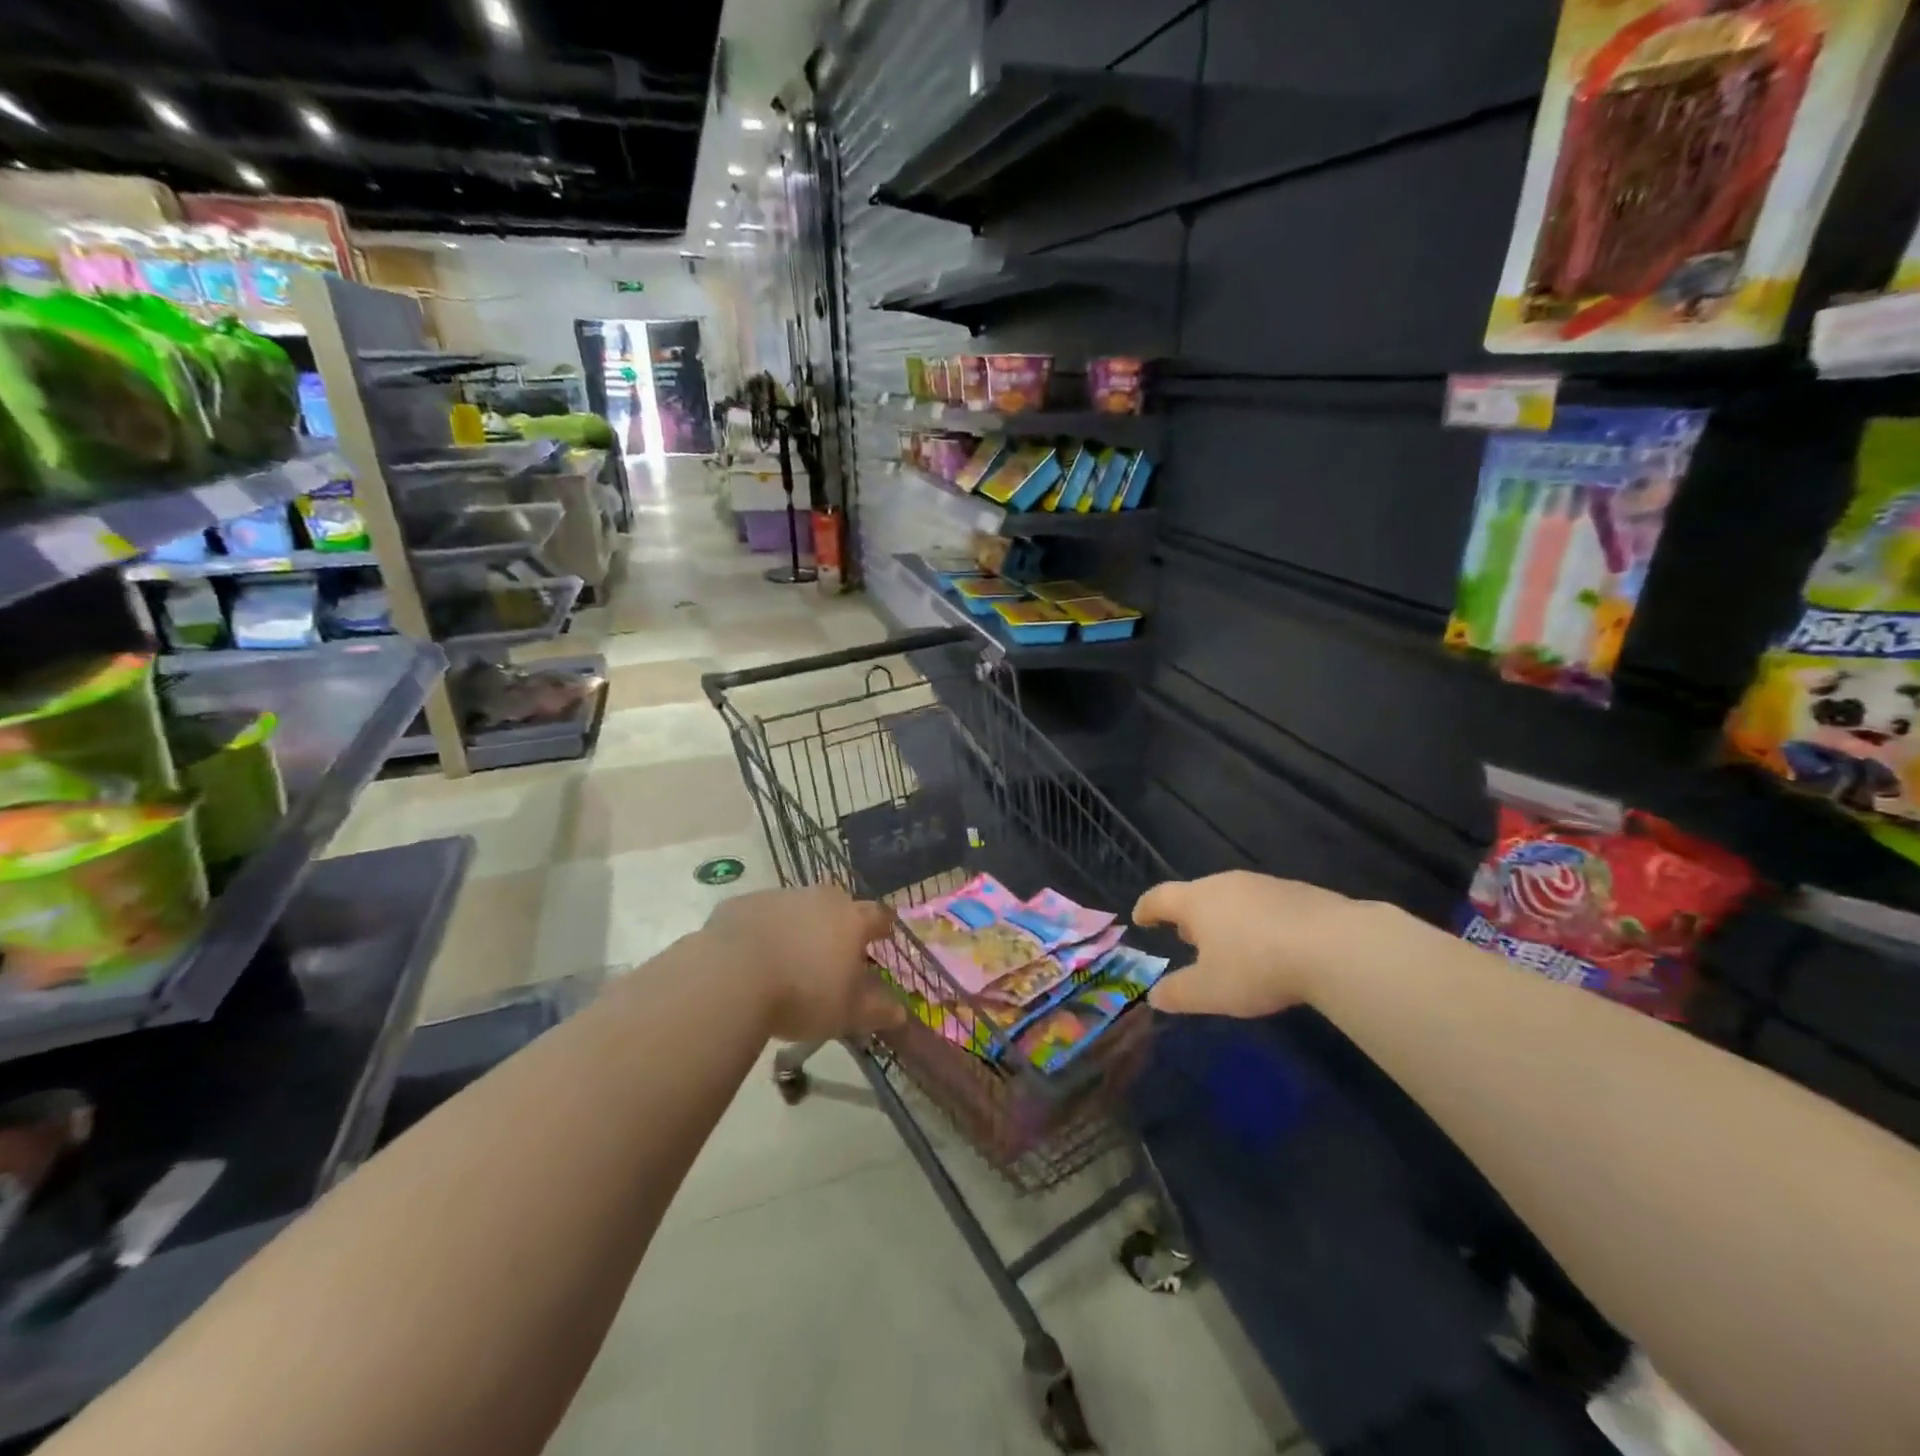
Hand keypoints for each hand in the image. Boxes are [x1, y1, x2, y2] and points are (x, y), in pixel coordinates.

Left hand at [702, 887, 906, 1041]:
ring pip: (798, 906)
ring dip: (799, 925)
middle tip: (833, 950)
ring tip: (789, 956)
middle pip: (837, 903)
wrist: (731, 977)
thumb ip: (877, 1011)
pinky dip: (762, 930)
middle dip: (839, 922)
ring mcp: (780, 896)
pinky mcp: (743, 903)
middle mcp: (820, 899)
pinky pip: (761, 914)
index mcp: (851, 920)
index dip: (881, 928)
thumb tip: (900, 1012)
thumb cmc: (802, 995)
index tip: (881, 938)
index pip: (878, 915)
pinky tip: (752, 957)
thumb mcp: (846, 1014)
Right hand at [1133, 871, 1376, 1017]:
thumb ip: (1178, 993)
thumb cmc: (1256, 966)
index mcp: (1197, 901)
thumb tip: (1154, 996)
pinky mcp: (1299, 892)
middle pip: (1197, 894)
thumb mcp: (1210, 991)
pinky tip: (1271, 945)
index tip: (1141, 918)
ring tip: (1228, 943)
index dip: (1147, 908)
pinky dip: (1257, 922)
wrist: (1334, 945)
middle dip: (1188, 916)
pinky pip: (1264, 905)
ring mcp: (1264, 885)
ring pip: (1232, 898)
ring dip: (1224, 918)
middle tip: (1185, 938)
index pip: (1160, 897)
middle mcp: (1226, 884)